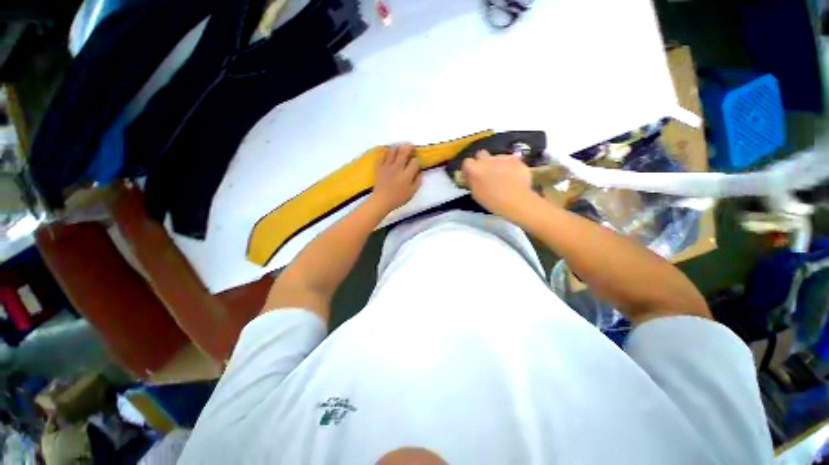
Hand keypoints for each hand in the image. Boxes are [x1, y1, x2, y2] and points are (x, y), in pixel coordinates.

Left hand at [370, 143, 421, 212]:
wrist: (381, 200)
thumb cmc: (398, 198)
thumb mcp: (412, 192)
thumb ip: (417, 180)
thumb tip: (419, 171)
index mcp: (407, 174)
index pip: (415, 161)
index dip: (418, 160)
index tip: (417, 162)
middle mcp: (397, 167)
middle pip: (404, 151)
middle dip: (410, 147)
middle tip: (412, 147)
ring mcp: (387, 166)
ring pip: (393, 150)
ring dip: (399, 147)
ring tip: (401, 148)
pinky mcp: (379, 166)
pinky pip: (382, 154)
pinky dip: (386, 151)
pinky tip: (389, 153)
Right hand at [461, 150, 536, 220]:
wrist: (515, 201)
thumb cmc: (492, 201)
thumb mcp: (476, 194)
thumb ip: (473, 181)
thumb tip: (473, 178)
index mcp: (473, 169)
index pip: (467, 162)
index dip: (469, 169)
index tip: (472, 175)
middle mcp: (486, 160)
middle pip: (481, 154)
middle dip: (482, 161)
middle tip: (486, 173)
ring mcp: (501, 157)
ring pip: (497, 157)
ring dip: (497, 164)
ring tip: (503, 176)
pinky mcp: (515, 159)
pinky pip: (510, 159)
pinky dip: (511, 165)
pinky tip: (513, 175)